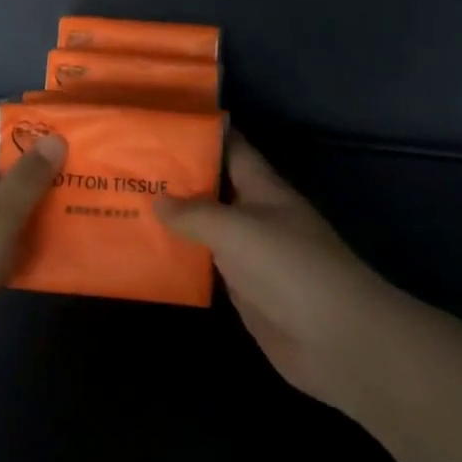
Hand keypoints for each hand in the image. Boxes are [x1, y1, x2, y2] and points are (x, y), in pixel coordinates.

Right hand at [154, 136, 412, 418]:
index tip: (159, 123)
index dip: (201, 134)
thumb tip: (157, 199)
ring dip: (174, 222)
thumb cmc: (289, 267)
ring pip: (206, 229)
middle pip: (214, 189)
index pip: (232, 149)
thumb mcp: (238, 229)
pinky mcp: (243, 291)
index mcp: (264, 189)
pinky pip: (206, 267)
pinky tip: (147, 256)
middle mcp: (256, 216)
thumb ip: (196, 213)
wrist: (335, 338)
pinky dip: (181, 260)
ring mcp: (250, 255)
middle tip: (126, 167)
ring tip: (126, 206)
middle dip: (176, 178)